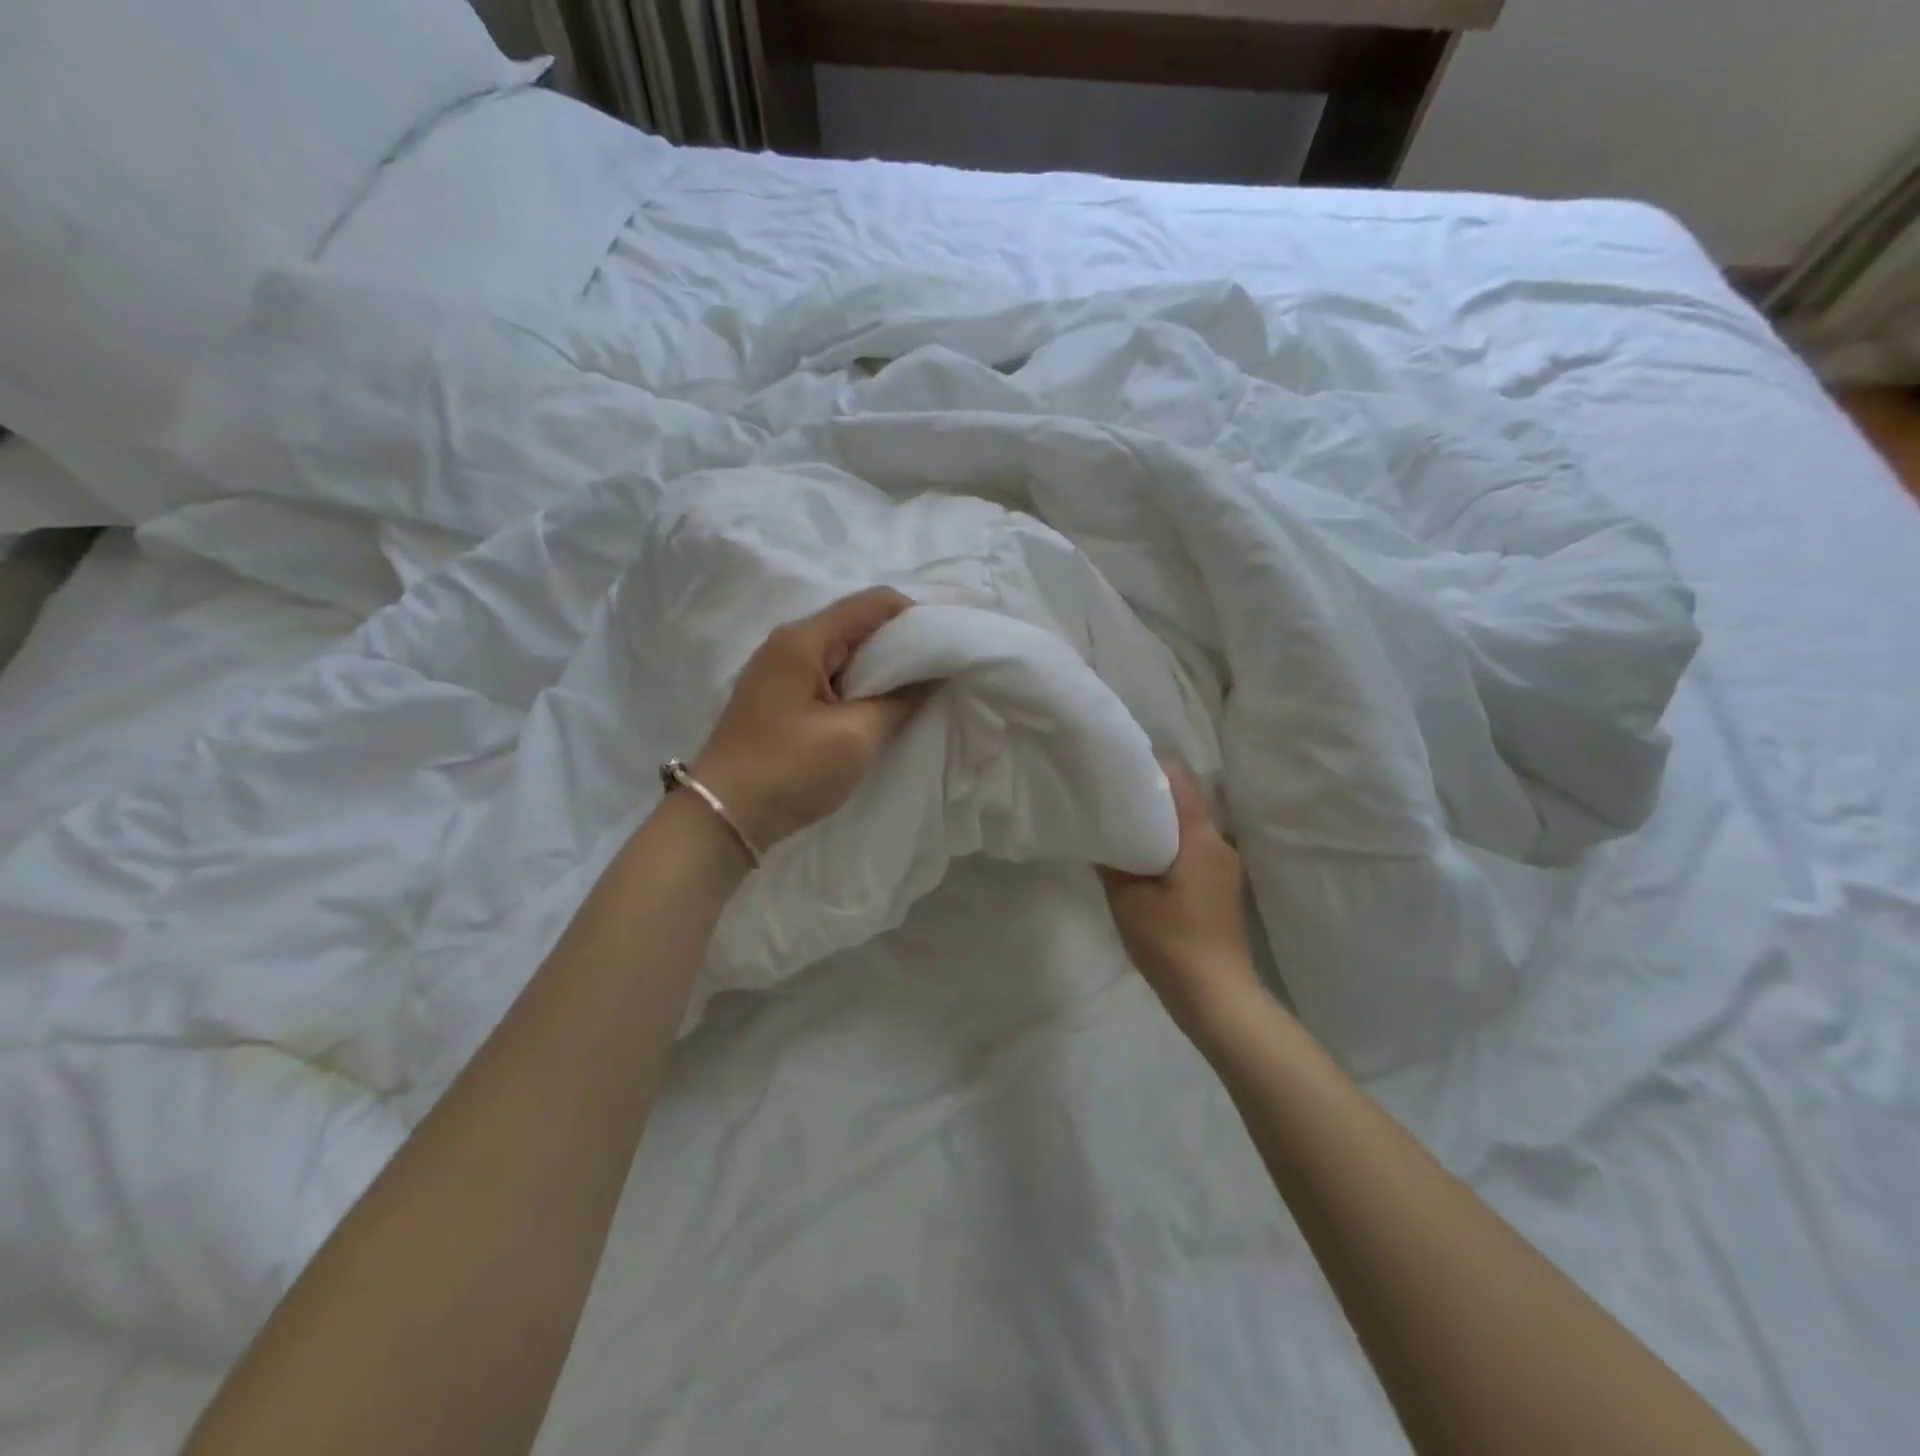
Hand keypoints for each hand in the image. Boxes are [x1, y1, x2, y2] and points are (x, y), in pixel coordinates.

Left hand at [692, 588, 934, 850]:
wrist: (722, 815)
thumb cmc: (790, 770)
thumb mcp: (856, 737)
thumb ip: (901, 700)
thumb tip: (935, 675)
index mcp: (805, 639)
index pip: (875, 603)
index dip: (917, 619)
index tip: (946, 650)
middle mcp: (790, 642)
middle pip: (860, 623)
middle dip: (903, 645)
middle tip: (937, 676)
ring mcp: (781, 669)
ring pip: (846, 652)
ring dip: (882, 669)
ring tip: (914, 696)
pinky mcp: (780, 696)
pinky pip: (831, 675)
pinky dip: (860, 686)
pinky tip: (878, 711)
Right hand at [1100, 761, 1261, 1038]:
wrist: (1217, 997)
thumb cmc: (1170, 942)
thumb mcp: (1128, 899)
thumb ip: (1113, 859)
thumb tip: (1101, 831)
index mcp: (1200, 837)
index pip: (1180, 779)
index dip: (1149, 766)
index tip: (1118, 769)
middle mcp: (1219, 843)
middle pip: (1187, 799)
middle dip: (1151, 794)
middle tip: (1113, 797)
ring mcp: (1225, 866)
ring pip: (1191, 825)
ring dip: (1162, 822)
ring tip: (1125, 827)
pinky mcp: (1223, 887)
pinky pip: (1195, 849)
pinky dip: (1171, 844)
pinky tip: (1146, 861)